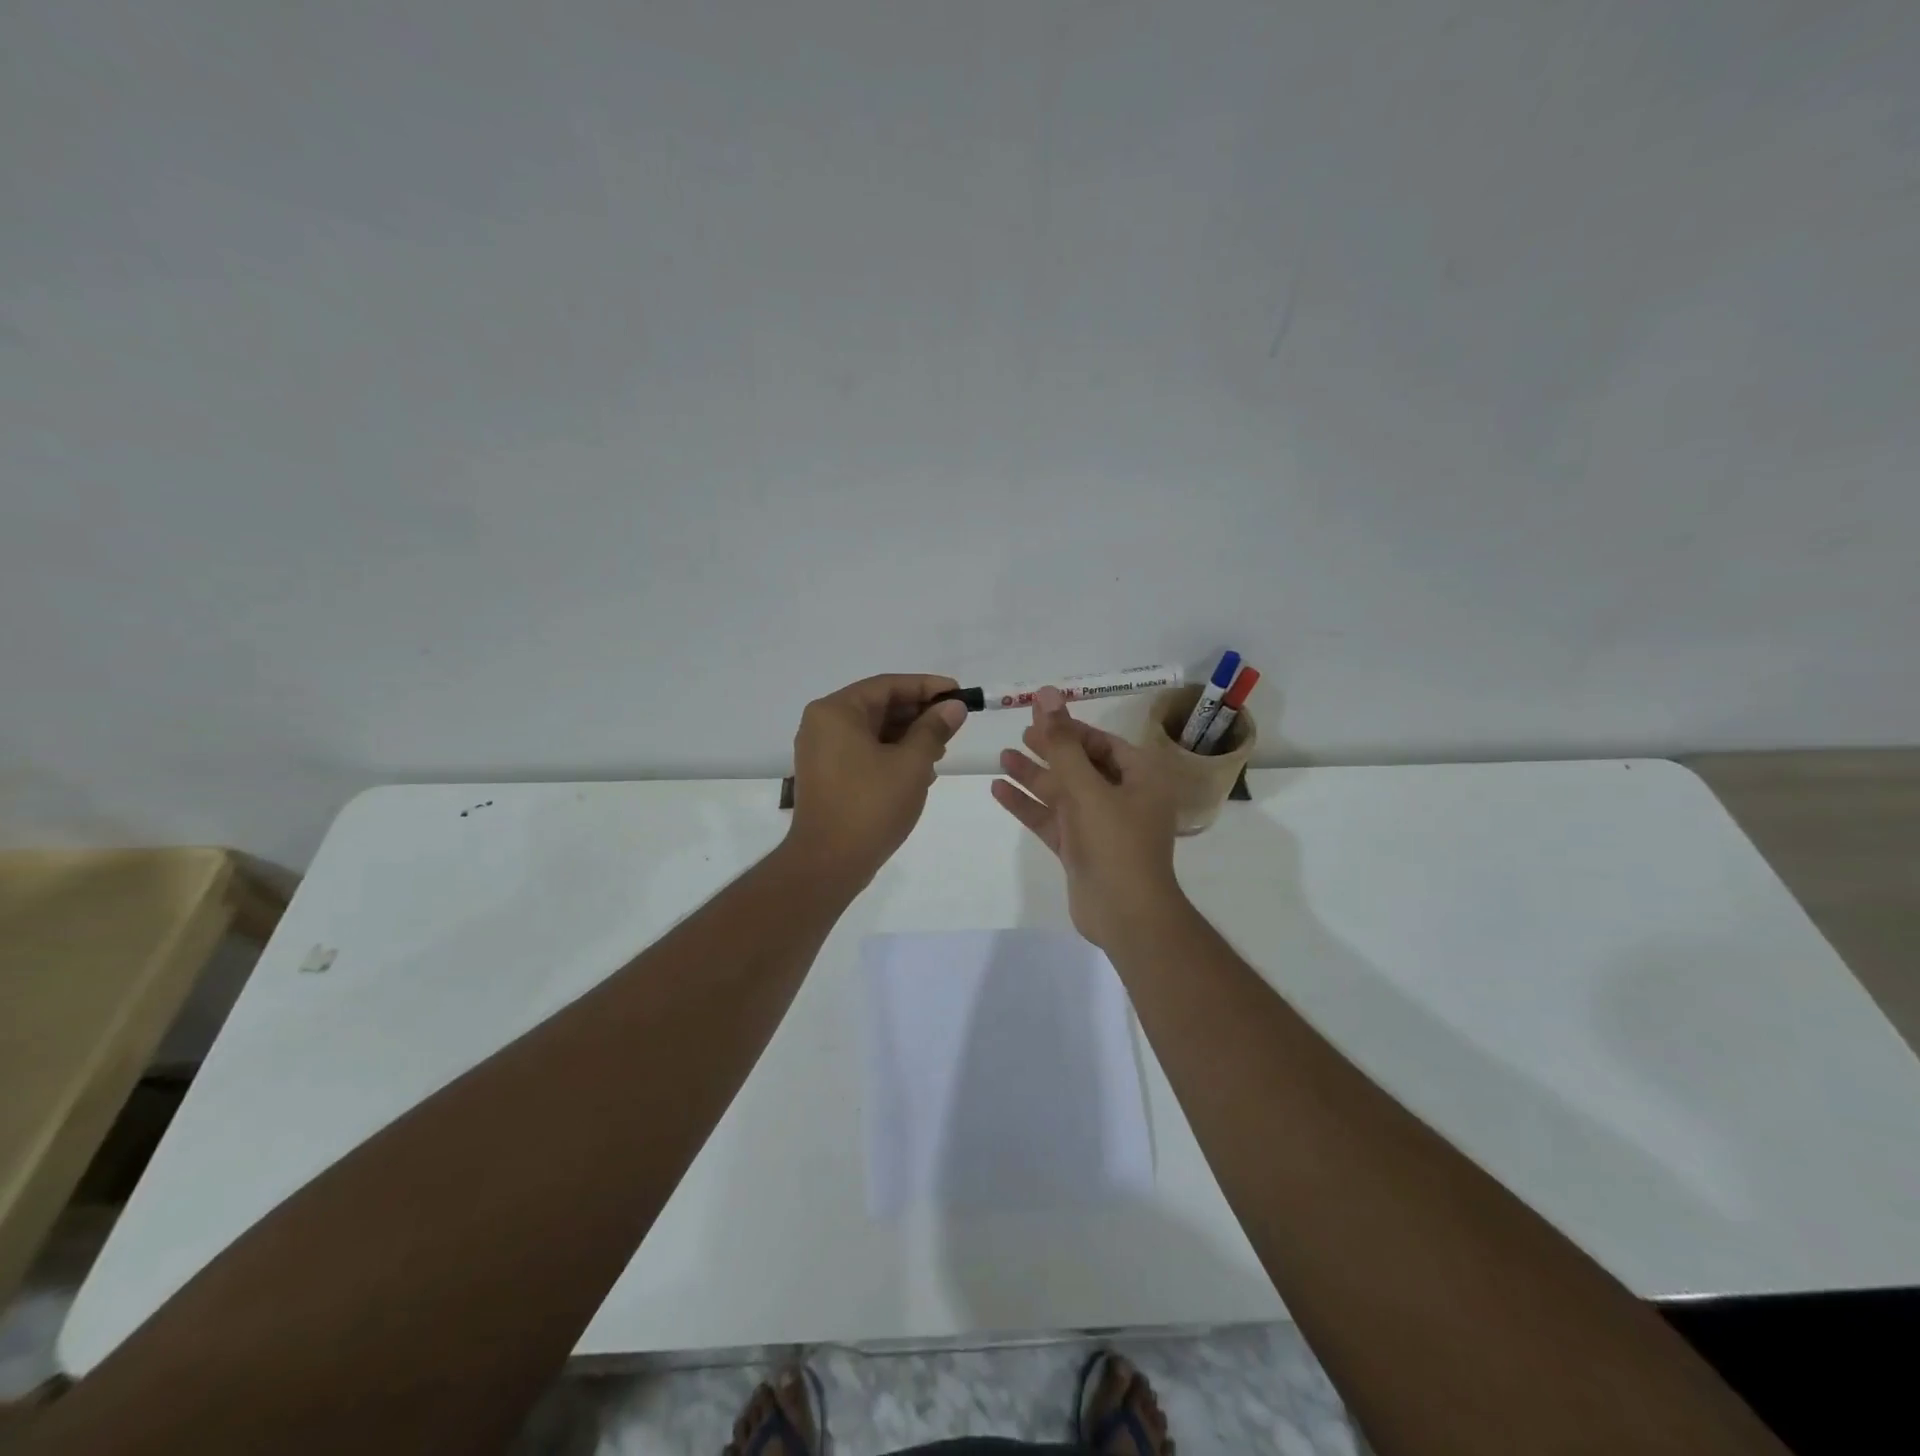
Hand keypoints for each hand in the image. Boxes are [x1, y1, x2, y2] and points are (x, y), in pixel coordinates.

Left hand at [788, 674, 969, 887]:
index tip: (959, 693)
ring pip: (873, 731)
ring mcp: (821, 752)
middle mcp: (822, 724)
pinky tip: (920, 771)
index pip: (887, 685)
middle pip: (879, 706)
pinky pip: (864, 752)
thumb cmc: (871, 805)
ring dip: (908, 737)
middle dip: (919, 714)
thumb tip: (954, 707)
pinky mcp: (827, 776)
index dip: (927, 687)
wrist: (829, 863)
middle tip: (954, 724)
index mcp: (836, 711)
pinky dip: (891, 755)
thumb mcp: (911, 763)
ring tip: (941, 750)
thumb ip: (934, 729)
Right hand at [992, 686, 1185, 948]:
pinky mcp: (1081, 849)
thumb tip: (1047, 694)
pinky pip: (1052, 819)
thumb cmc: (1116, 843)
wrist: (1126, 915)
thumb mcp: (1087, 788)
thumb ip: (1062, 743)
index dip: (1072, 728)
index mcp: (1141, 778)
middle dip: (1050, 749)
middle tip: (1019, 733)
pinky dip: (1029, 805)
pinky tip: (999, 790)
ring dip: (1035, 775)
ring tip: (1002, 756)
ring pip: (1064, 793)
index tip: (1040, 715)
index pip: (1104, 743)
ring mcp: (1101, 826)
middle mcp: (1123, 798)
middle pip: (1082, 765)